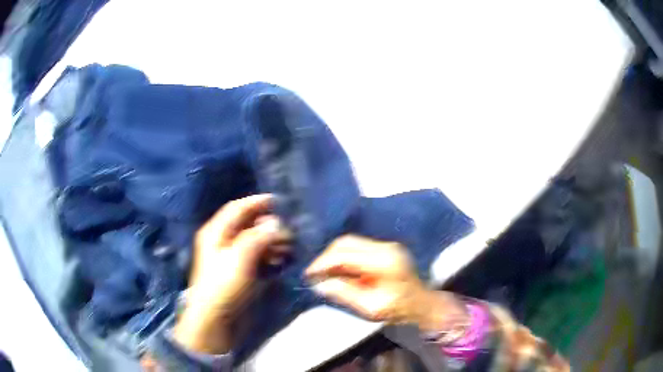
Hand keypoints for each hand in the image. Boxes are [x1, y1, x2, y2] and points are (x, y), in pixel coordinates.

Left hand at [174, 194, 290, 353]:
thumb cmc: (224, 285)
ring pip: (254, 241)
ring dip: (271, 240)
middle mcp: (223, 241)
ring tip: (289, 245)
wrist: (216, 319)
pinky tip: (281, 258)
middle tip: (289, 229)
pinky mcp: (240, 272)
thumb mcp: (239, 258)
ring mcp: (232, 257)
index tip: (279, 201)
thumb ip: (257, 237)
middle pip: (247, 225)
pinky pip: (257, 256)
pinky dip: (269, 254)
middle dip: (268, 225)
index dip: (256, 203)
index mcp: (216, 232)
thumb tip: (275, 223)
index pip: (237, 209)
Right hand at [305, 235, 466, 330]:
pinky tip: (340, 269)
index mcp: (383, 262)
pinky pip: (359, 247)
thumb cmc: (399, 310)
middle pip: (347, 242)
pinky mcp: (386, 248)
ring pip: (351, 242)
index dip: (323, 263)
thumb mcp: (370, 308)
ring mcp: (387, 246)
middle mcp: (385, 247)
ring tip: (324, 272)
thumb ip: (344, 294)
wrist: (423, 305)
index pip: (345, 254)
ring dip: (335, 255)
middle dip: (327, 256)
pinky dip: (346, 256)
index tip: (309, 274)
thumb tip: (319, 284)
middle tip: (314, 272)